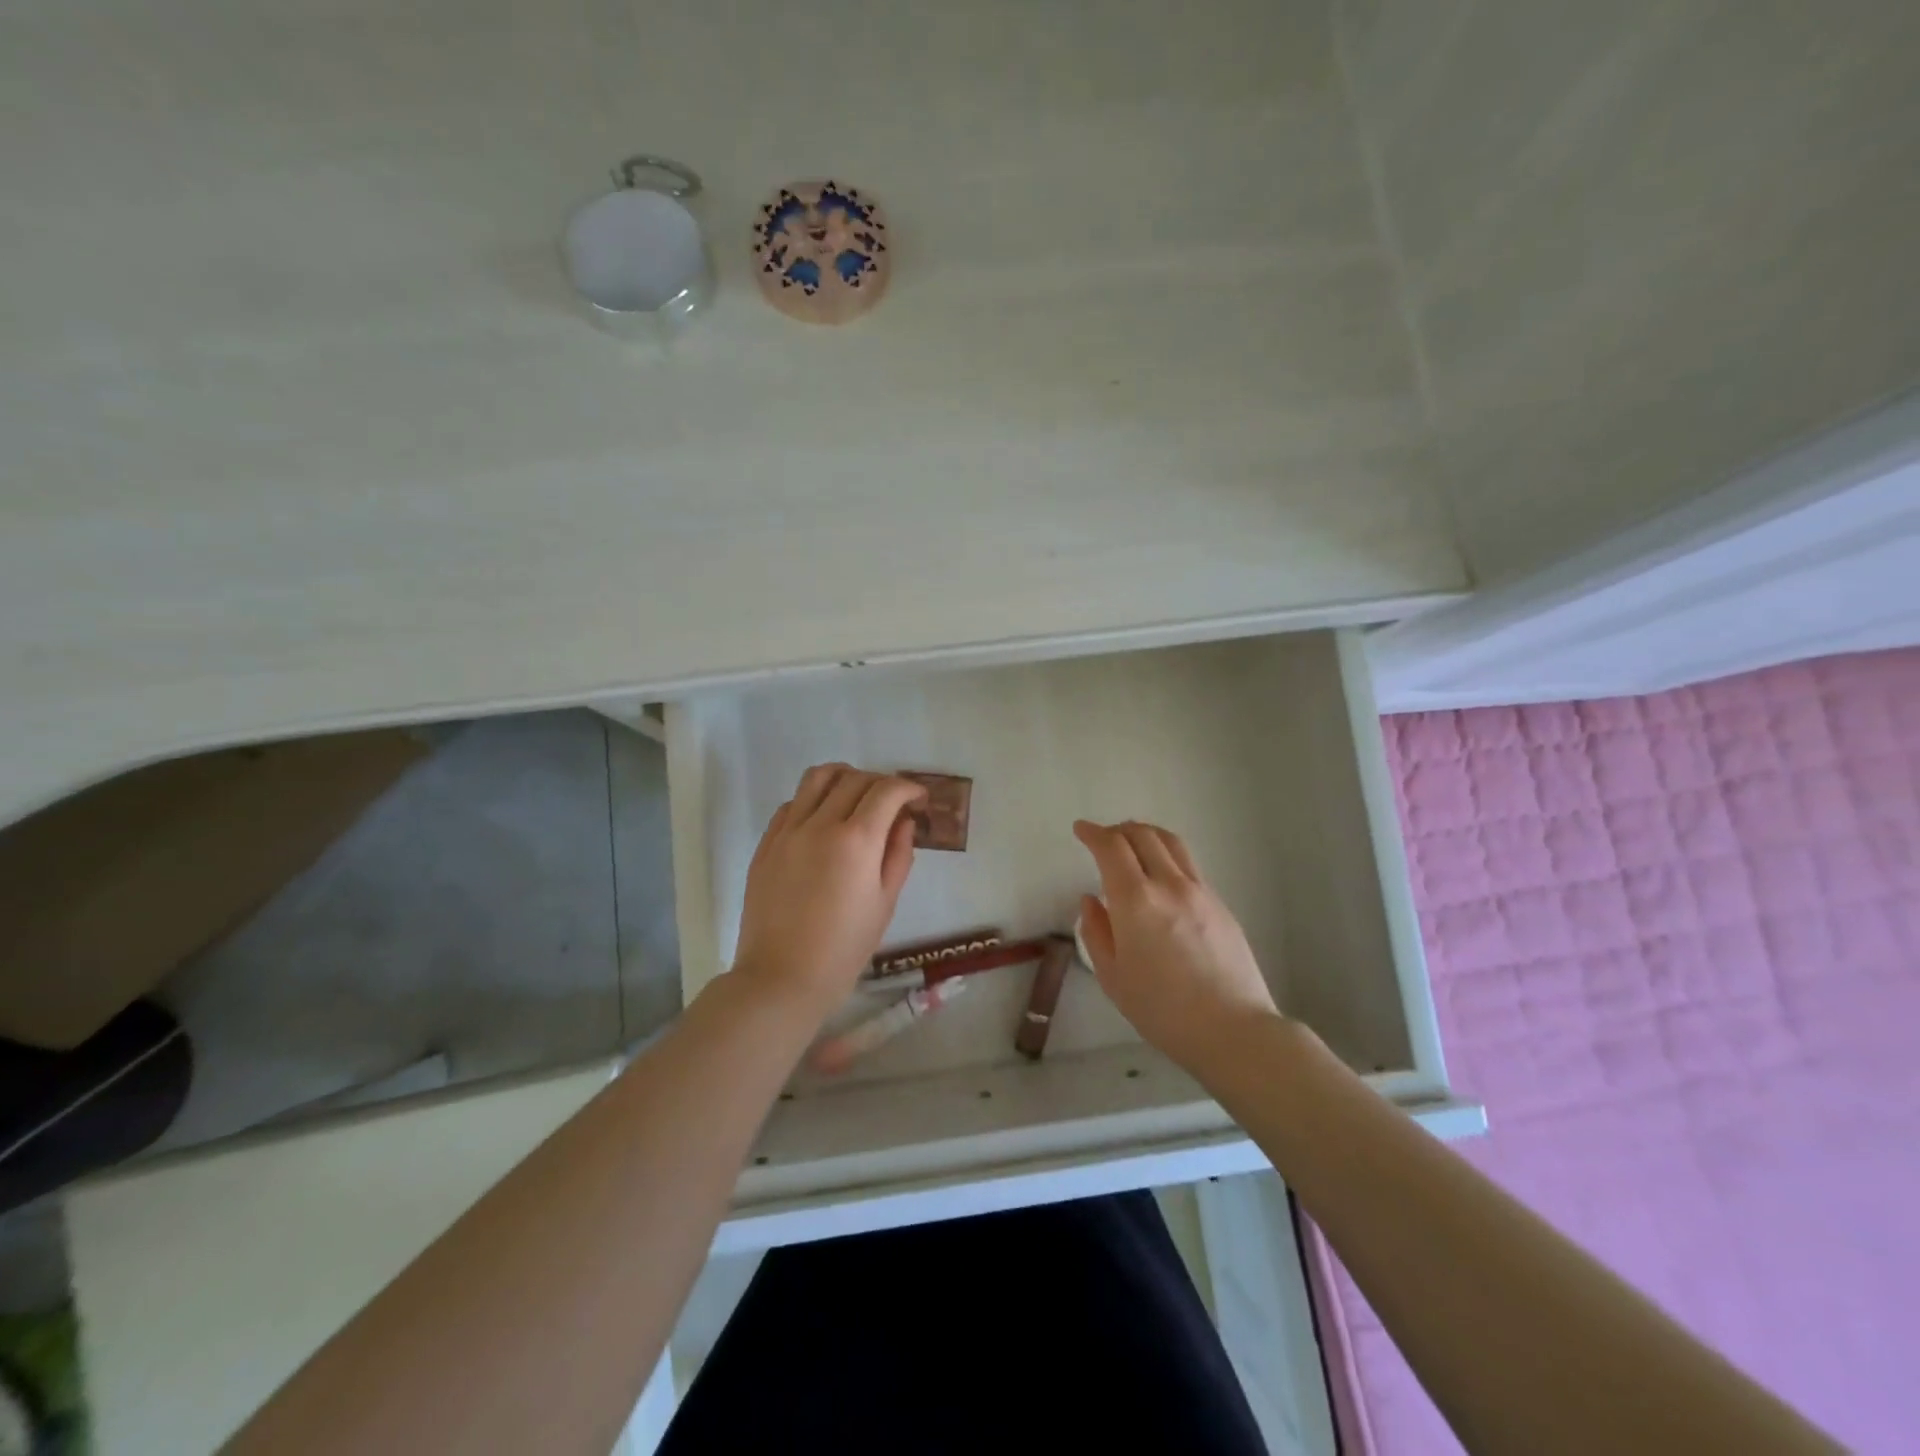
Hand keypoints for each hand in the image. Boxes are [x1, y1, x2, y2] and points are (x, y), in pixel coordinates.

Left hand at [732, 764, 926, 1016]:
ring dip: (844, 778)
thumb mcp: (885, 903)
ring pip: (817, 777)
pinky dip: (812, 800)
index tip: (919, 800)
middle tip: (893, 804)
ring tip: (855, 797)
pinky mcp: (766, 843)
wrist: (781, 978)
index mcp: (856, 840)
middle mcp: (819, 824)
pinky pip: (791, 803)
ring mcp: (788, 831)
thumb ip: (898, 855)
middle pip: (855, 779)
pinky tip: (822, 822)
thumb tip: (903, 822)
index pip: (887, 791)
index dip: (909, 788)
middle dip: (881, 783)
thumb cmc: (844, 949)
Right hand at [1072, 819, 1280, 1069]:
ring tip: (1133, 842)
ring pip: (1171, 843)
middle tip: (1103, 838)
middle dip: (1118, 830)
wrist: (1232, 1030)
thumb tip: (1091, 900)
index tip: (1081, 830)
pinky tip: (1161, 876)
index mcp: (1135, 901)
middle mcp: (1169, 884)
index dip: (1092, 833)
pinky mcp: (1220, 904)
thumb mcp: (1113, 977)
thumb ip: (1096, 932)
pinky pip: (1188, 865)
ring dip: (1146, 834)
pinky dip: (1167, 856)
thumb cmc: (1162, 1010)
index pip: (1111, 847)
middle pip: (1142, 835)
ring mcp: (1200, 891)